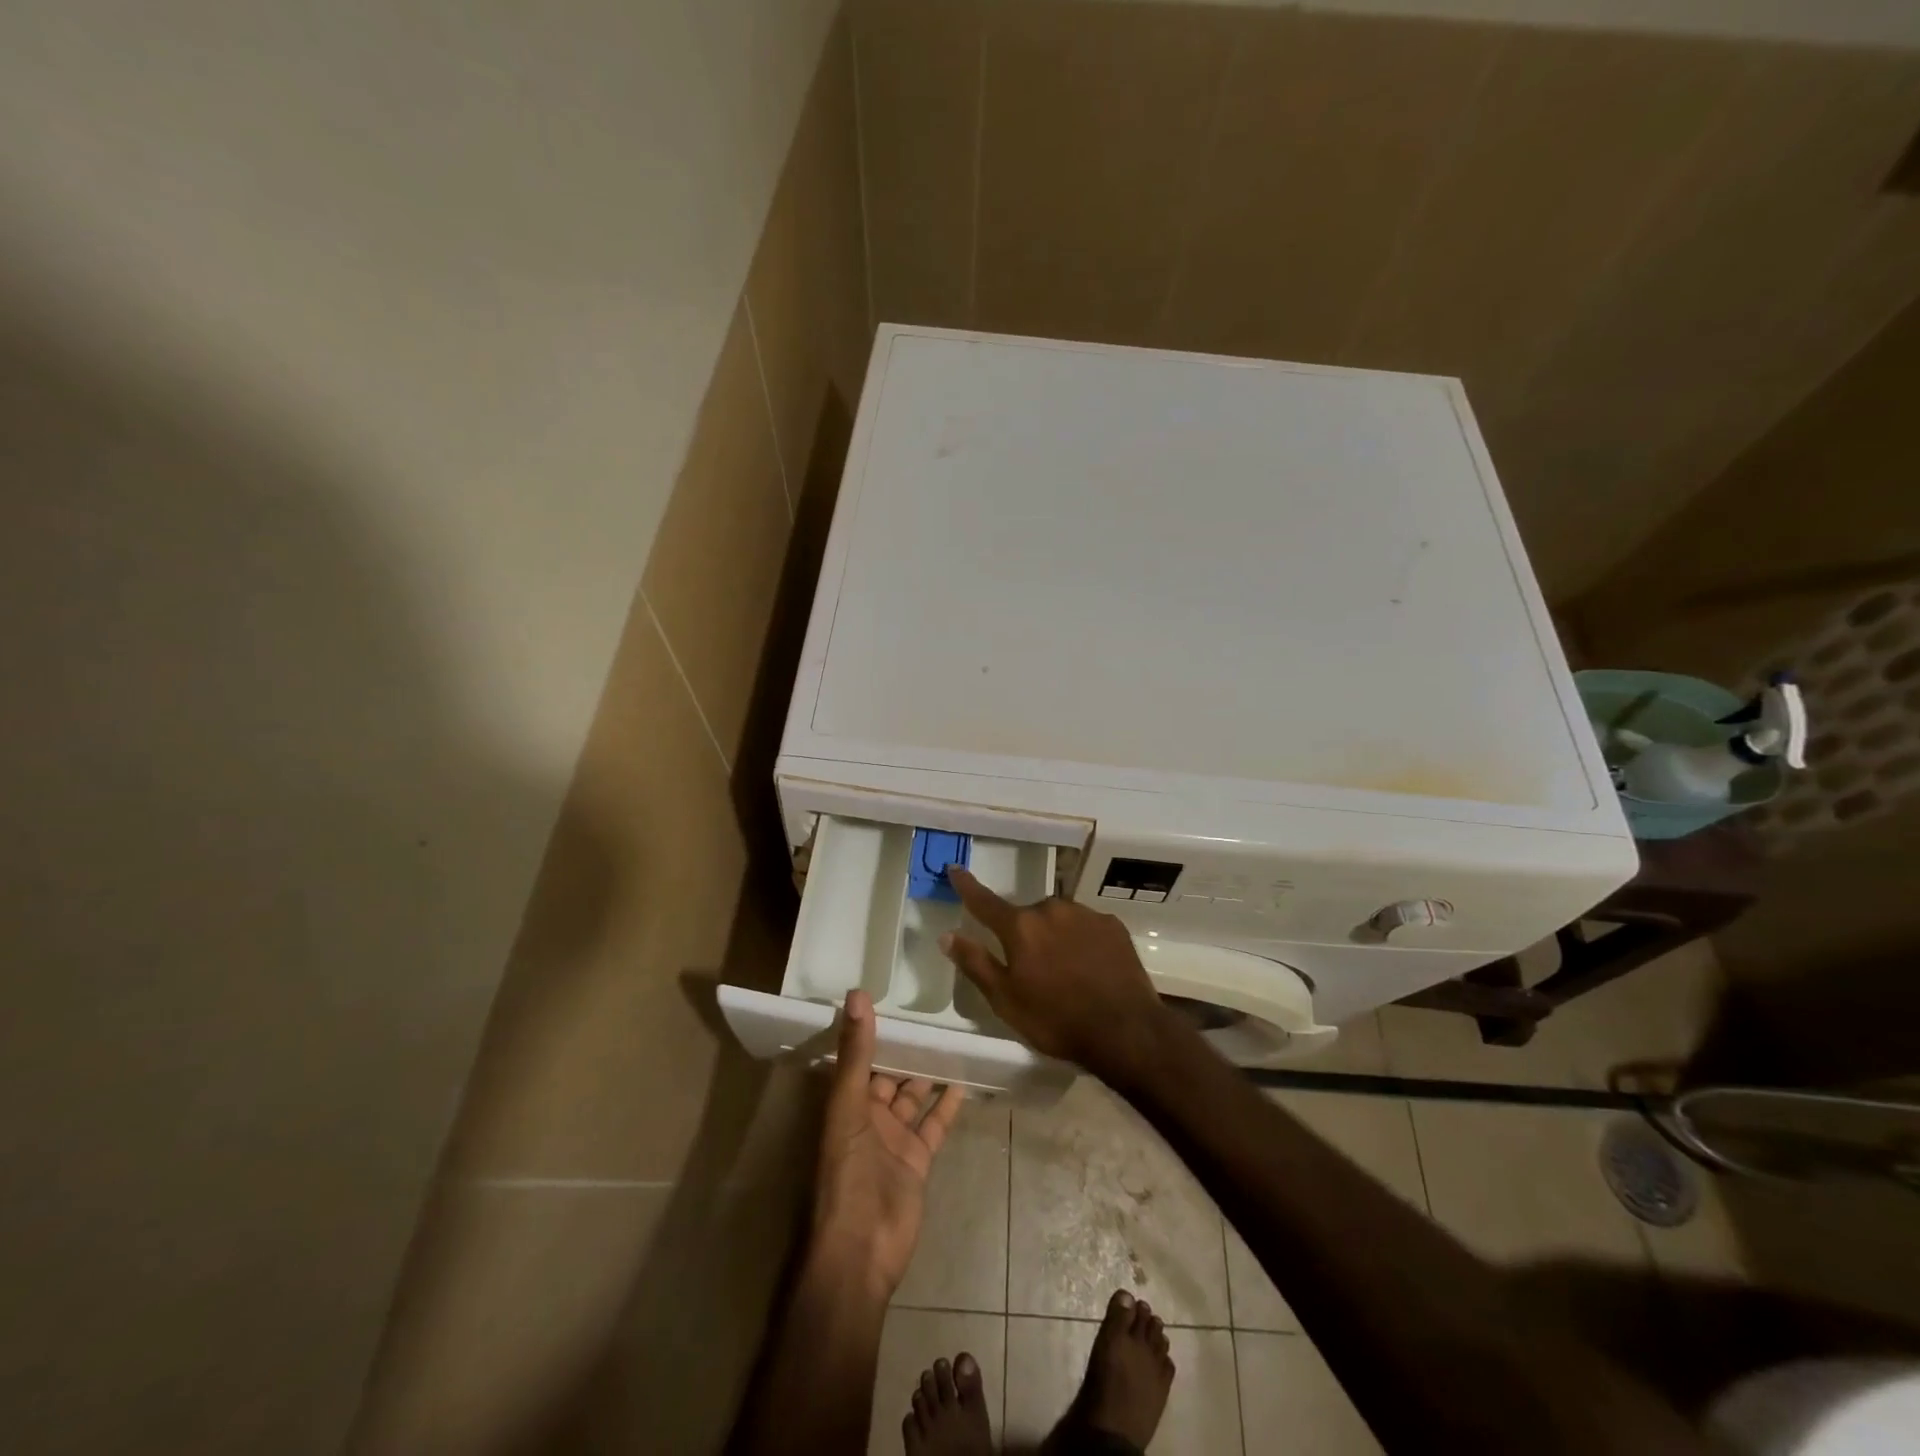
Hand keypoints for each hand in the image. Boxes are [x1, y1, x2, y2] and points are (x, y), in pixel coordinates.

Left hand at [811, 989, 963, 1298]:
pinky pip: (934, 1125)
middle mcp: (868, 1117)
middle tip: (932, 1015)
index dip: (874, 1031)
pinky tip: (962, 1082)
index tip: (893, 997)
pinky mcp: (917, 1160)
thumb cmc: (846, 1174)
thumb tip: (856, 994)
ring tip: (951, 1041)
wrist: (860, 1251)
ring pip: (914, 1097)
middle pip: (889, 1075)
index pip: (860, 1058)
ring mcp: (894, 1139)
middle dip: (906, 1050)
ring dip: (928, 1073)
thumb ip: (856, 1053)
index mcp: (845, 1103)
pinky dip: (946, 1106)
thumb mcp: (847, 1107)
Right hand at [942, 867, 1172, 1088]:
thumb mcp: (1006, 1000)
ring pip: (1058, 919)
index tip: (955, 867)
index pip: (984, 901)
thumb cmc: (1056, 1019)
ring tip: (1065, 973)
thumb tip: (947, 935)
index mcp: (1020, 926)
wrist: (1125, 1030)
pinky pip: (1086, 926)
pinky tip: (1090, 968)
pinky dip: (1081, 940)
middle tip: (1032, 970)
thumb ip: (975, 963)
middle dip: (1024, 934)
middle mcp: (1051, 909)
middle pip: (1027, 915)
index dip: (966, 885)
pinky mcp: (1112, 924)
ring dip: (1054, 936)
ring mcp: (1085, 913)